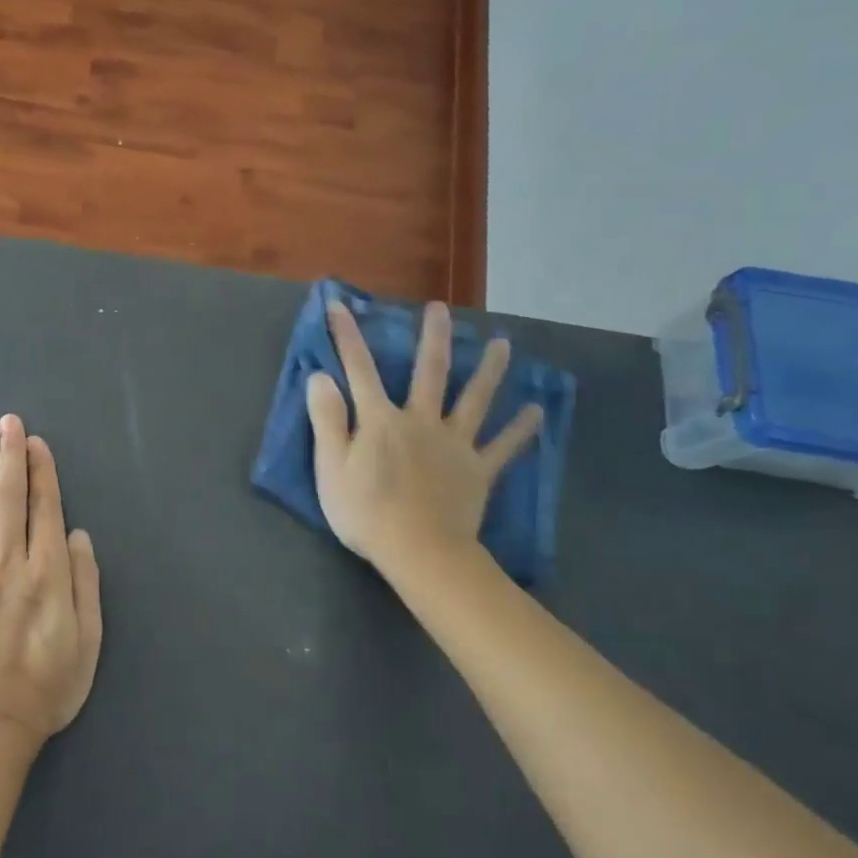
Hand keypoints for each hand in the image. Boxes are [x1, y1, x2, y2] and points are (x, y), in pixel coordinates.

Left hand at [0, 414, 102, 750]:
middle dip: (10, 456)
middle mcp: (9, 563)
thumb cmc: (47, 687)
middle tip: (8, 421)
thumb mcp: (88, 641)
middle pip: (9, 499)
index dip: (41, 472)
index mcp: (47, 574)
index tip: (35, 442)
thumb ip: (85, 583)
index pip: (44, 509)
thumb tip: (78, 534)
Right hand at [306, 301, 542, 582]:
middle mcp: (421, 421)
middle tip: (441, 309)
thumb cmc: (366, 512)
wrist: (419, 552)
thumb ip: (327, 419)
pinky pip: (503, 447)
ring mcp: (454, 444)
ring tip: (504, 344)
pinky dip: (521, 430)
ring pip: (475, 399)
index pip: (359, 370)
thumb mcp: (330, 467)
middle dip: (433, 338)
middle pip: (429, 372)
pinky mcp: (478, 470)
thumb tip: (321, 376)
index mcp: (381, 420)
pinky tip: (537, 412)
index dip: (347, 337)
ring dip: (489, 370)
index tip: (340, 305)